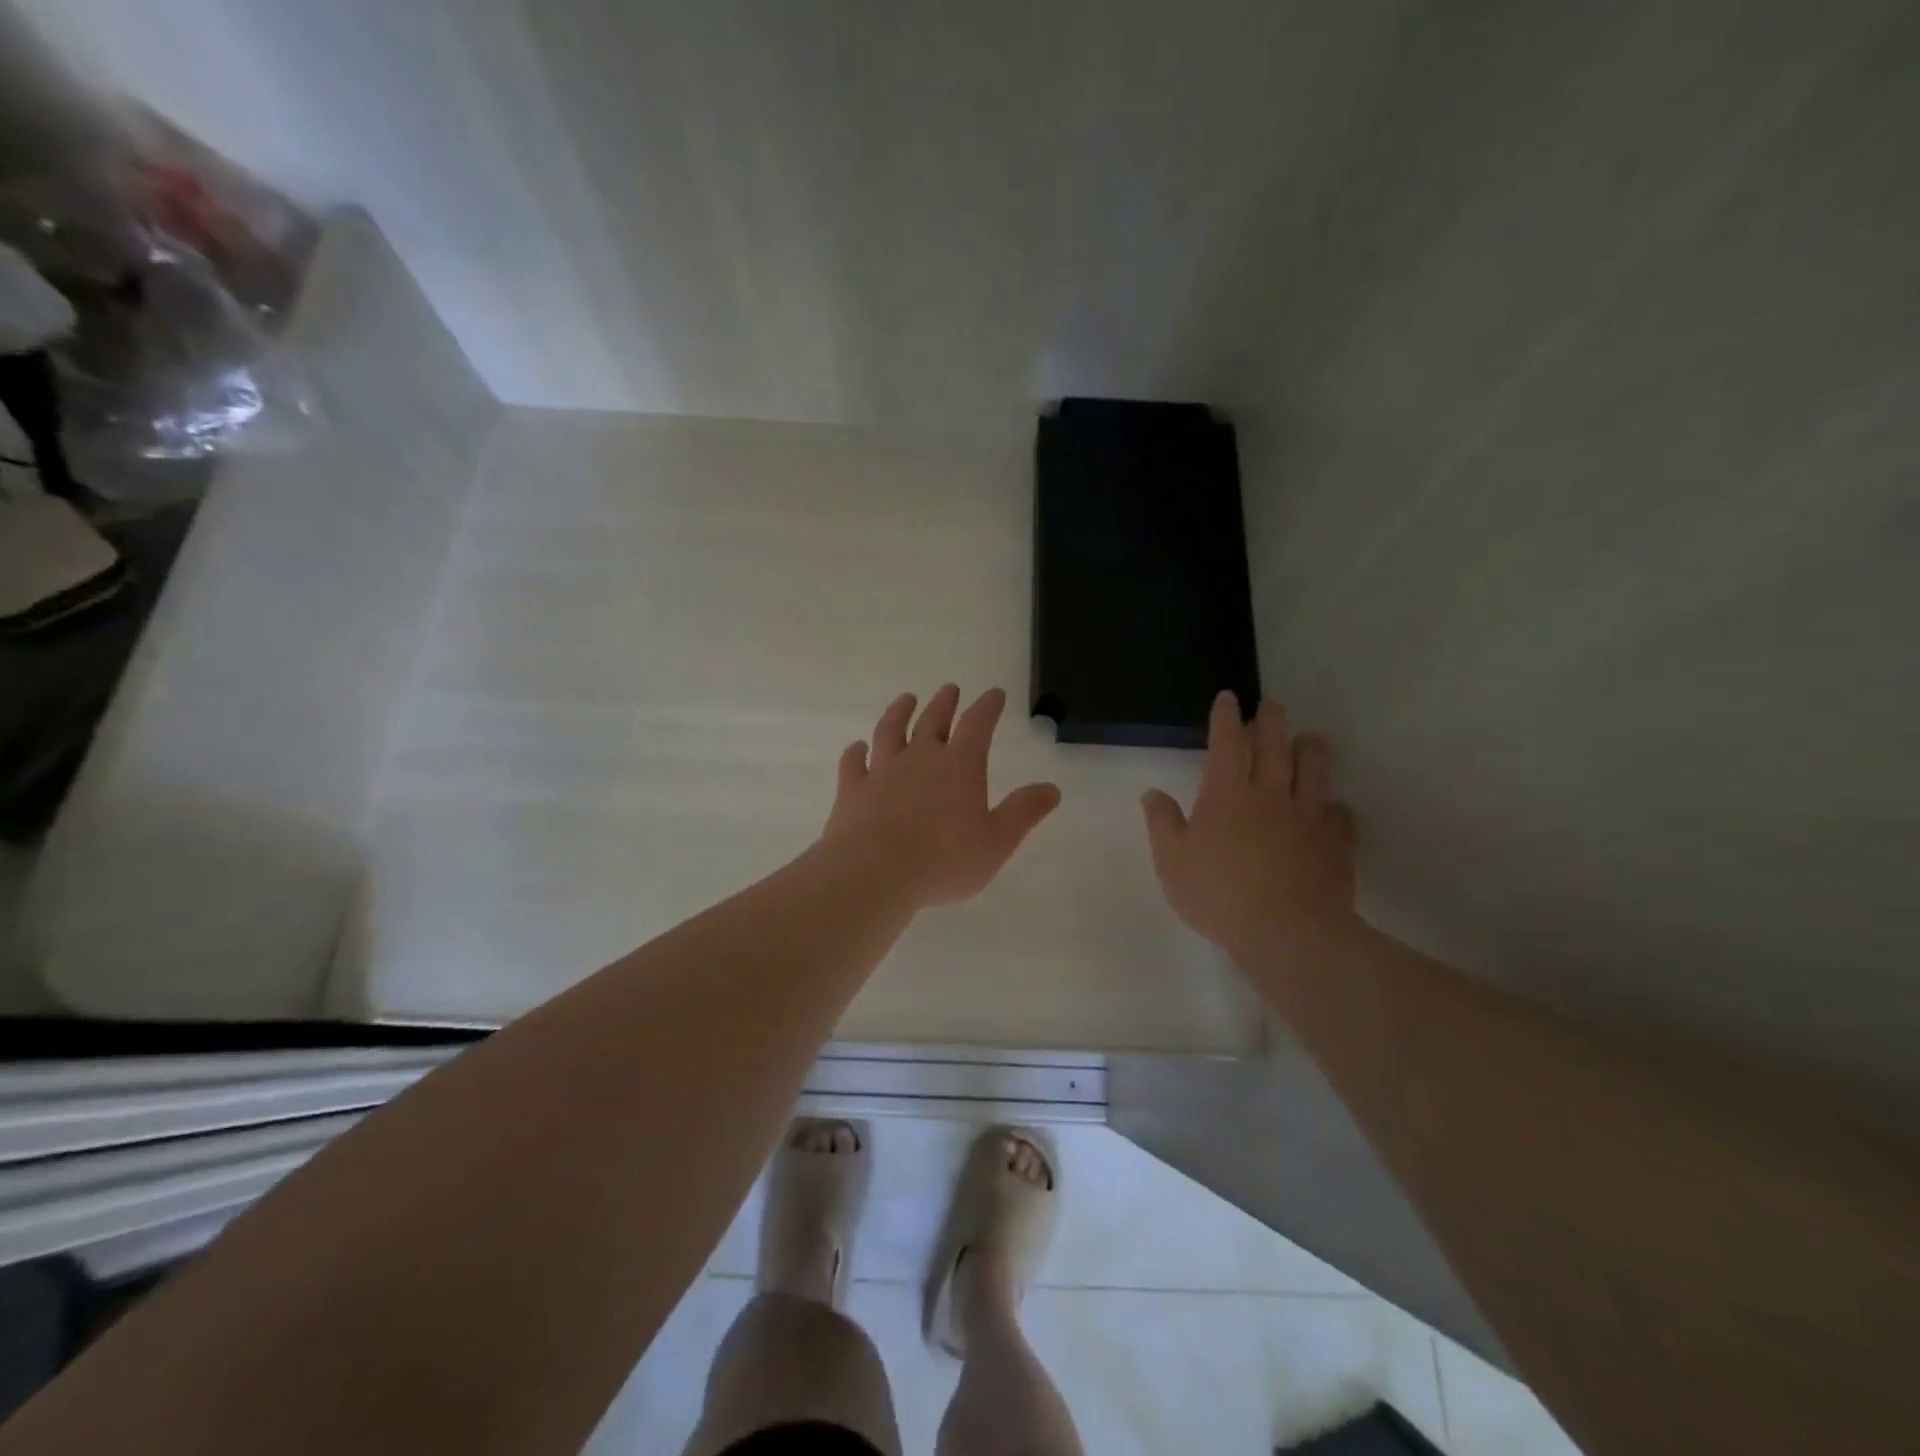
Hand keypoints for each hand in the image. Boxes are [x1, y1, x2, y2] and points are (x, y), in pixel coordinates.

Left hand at [821, 685, 1061, 909]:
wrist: (874, 873)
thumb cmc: (944, 860)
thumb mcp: (997, 842)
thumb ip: (1023, 812)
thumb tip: (1052, 788)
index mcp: (960, 765)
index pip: (978, 724)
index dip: (988, 706)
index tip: (994, 693)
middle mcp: (920, 757)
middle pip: (933, 720)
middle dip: (945, 702)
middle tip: (949, 688)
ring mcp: (882, 770)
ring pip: (890, 730)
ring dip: (899, 712)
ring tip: (905, 699)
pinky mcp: (853, 789)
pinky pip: (853, 763)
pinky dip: (856, 752)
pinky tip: (857, 747)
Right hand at [1142, 692, 1358, 965]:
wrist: (1288, 933)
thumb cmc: (1219, 895)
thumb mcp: (1172, 862)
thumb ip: (1163, 823)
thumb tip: (1153, 793)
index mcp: (1226, 795)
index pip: (1227, 743)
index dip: (1226, 718)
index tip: (1229, 697)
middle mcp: (1270, 795)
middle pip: (1274, 746)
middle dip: (1271, 721)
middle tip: (1272, 705)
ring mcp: (1308, 817)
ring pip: (1313, 772)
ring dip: (1310, 750)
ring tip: (1310, 739)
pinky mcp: (1336, 844)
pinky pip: (1340, 816)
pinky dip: (1337, 808)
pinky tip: (1336, 808)